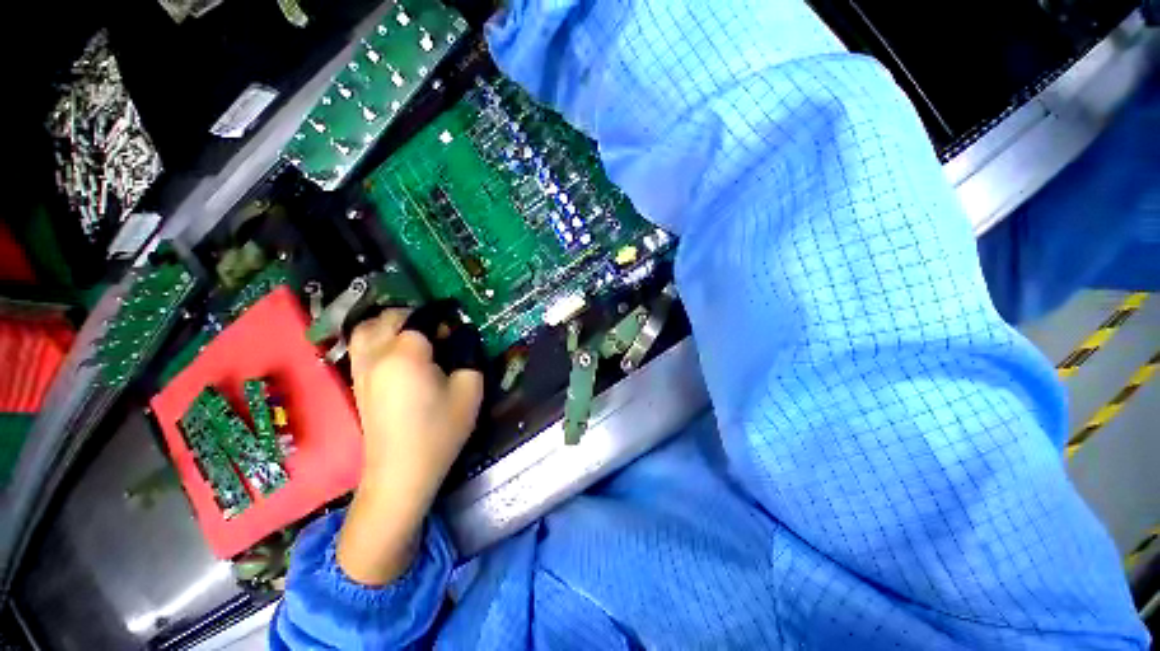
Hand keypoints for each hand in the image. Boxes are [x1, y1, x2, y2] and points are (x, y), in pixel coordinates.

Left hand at [336, 309, 483, 585]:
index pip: (421, 318)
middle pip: (389, 317)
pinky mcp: (356, 382)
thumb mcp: (470, 390)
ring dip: (390, 324)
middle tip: (438, 332)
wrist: (401, 472)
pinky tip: (397, 354)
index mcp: (405, 353)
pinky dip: (376, 338)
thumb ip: (469, 355)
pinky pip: (360, 345)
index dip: (442, 318)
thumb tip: (463, 336)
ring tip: (413, 336)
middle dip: (415, 316)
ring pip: (366, 328)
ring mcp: (361, 368)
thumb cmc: (439, 431)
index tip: (457, 329)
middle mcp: (376, 354)